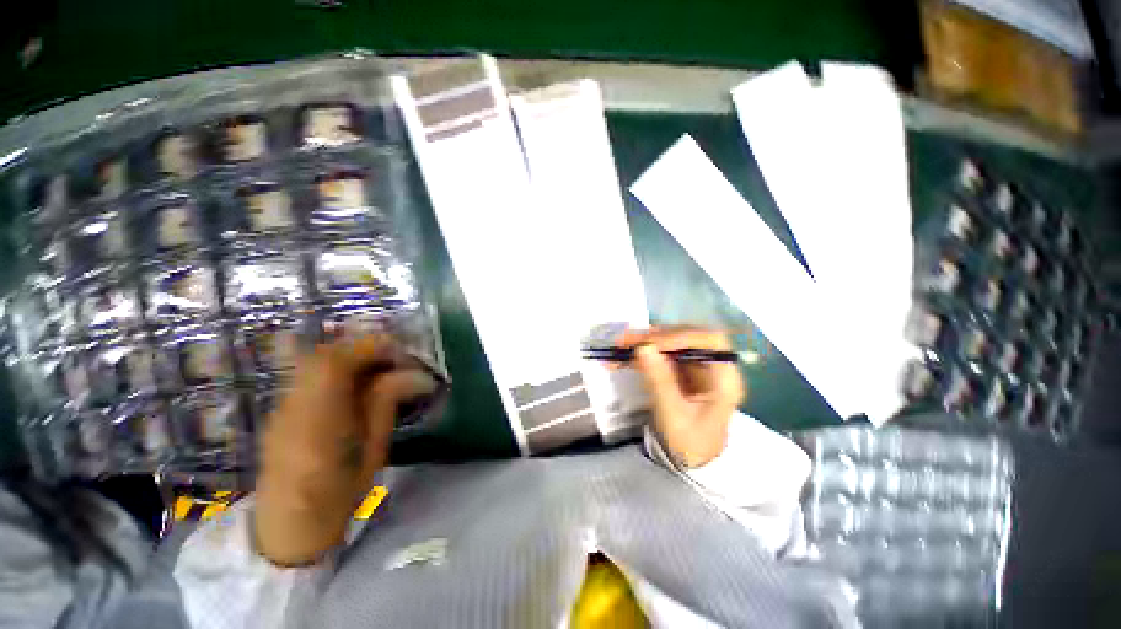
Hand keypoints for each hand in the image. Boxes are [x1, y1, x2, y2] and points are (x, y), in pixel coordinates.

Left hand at [254, 335, 435, 565]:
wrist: (288, 526)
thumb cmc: (339, 494)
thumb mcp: (373, 450)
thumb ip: (387, 404)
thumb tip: (417, 374)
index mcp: (319, 417)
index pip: (339, 362)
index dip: (373, 347)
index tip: (404, 353)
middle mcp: (294, 402)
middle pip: (325, 353)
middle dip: (365, 347)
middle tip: (396, 357)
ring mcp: (284, 403)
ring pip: (317, 360)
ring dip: (352, 355)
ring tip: (381, 367)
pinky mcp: (284, 407)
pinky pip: (311, 373)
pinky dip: (338, 367)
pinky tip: (356, 381)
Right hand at [620, 328, 744, 467]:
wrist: (693, 458)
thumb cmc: (690, 443)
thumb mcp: (673, 415)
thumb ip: (659, 381)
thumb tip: (643, 348)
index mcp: (724, 379)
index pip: (710, 342)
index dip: (682, 336)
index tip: (652, 344)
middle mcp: (713, 366)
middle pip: (687, 338)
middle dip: (655, 337)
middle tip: (626, 340)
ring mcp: (696, 366)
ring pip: (671, 343)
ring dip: (644, 342)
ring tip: (619, 346)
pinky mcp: (682, 369)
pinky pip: (661, 354)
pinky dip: (642, 353)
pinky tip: (623, 357)